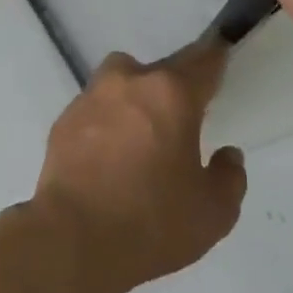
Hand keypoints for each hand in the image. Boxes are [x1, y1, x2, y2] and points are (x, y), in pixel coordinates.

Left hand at [27, 37, 247, 292]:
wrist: (73, 238)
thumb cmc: (152, 222)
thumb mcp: (213, 213)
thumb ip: (229, 177)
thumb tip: (227, 155)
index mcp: (170, 94)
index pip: (202, 63)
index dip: (215, 58)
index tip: (221, 54)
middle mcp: (128, 82)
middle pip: (159, 71)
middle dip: (172, 88)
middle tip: (181, 120)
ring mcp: (91, 97)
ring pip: (121, 82)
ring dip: (135, 99)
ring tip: (142, 137)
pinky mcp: (64, 119)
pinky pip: (95, 109)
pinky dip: (106, 122)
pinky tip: (110, 156)